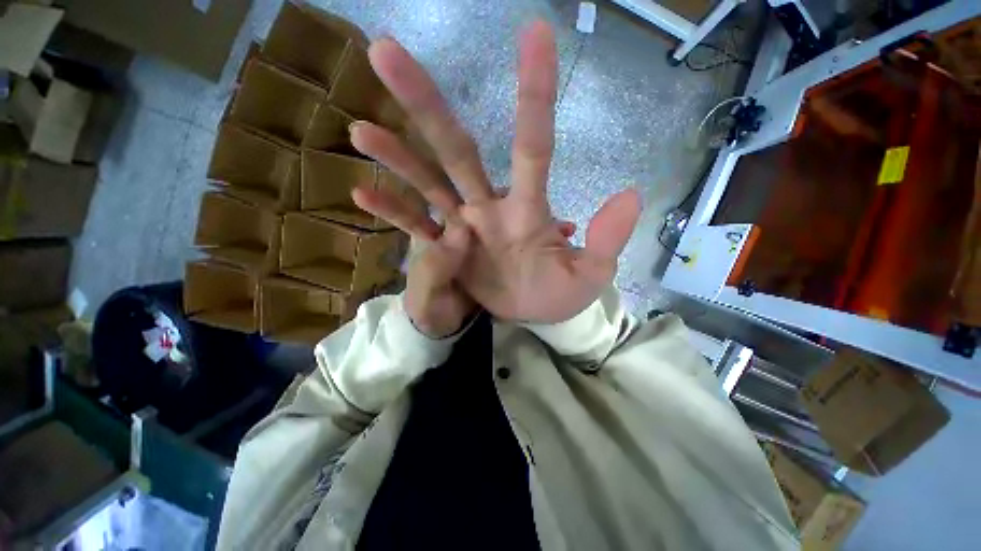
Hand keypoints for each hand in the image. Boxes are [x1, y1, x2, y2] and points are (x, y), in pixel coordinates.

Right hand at [352, 21, 640, 323]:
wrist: (530, 316)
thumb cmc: (558, 296)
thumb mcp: (589, 276)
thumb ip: (606, 240)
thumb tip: (630, 195)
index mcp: (528, 211)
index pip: (533, 145)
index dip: (534, 93)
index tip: (534, 32)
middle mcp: (490, 207)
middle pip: (459, 150)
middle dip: (427, 104)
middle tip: (385, 52)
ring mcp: (463, 226)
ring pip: (428, 182)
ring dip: (397, 156)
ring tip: (359, 128)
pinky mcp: (445, 249)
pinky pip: (413, 226)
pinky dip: (390, 210)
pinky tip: (360, 189)